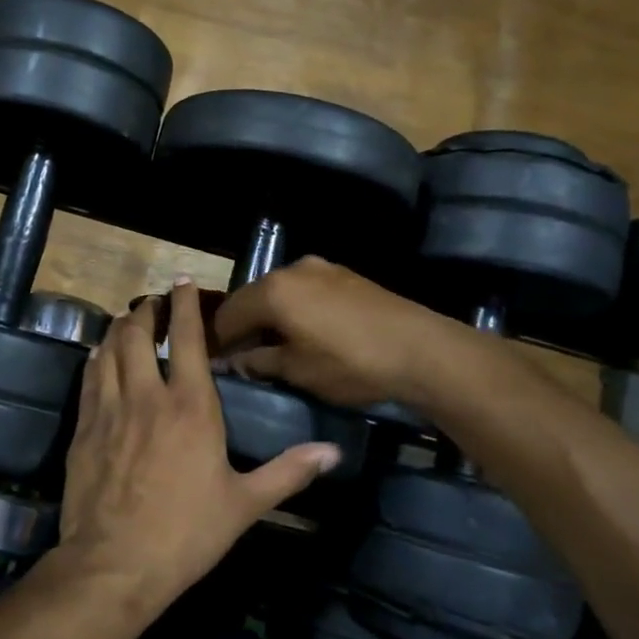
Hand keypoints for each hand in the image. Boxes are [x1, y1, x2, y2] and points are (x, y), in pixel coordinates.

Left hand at [55, 278, 341, 611]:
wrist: (115, 563)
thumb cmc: (187, 533)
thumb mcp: (245, 504)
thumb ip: (288, 472)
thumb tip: (332, 452)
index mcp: (190, 406)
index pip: (187, 339)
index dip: (184, 305)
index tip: (180, 281)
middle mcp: (147, 395)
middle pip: (138, 334)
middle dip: (145, 311)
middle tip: (152, 305)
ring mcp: (110, 409)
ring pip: (108, 350)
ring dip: (118, 329)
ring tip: (127, 322)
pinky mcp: (84, 427)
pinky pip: (89, 378)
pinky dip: (96, 359)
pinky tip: (99, 357)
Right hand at [210, 256, 435, 408]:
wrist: (420, 350)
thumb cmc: (350, 363)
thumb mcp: (297, 370)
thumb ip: (259, 361)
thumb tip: (234, 361)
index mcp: (272, 291)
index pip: (227, 314)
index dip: (219, 341)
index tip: (218, 364)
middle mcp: (291, 270)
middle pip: (252, 297)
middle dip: (244, 325)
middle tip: (244, 356)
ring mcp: (321, 268)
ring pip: (280, 292)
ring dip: (271, 316)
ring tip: (277, 346)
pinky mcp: (345, 275)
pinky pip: (306, 290)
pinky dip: (296, 308)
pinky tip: (307, 332)